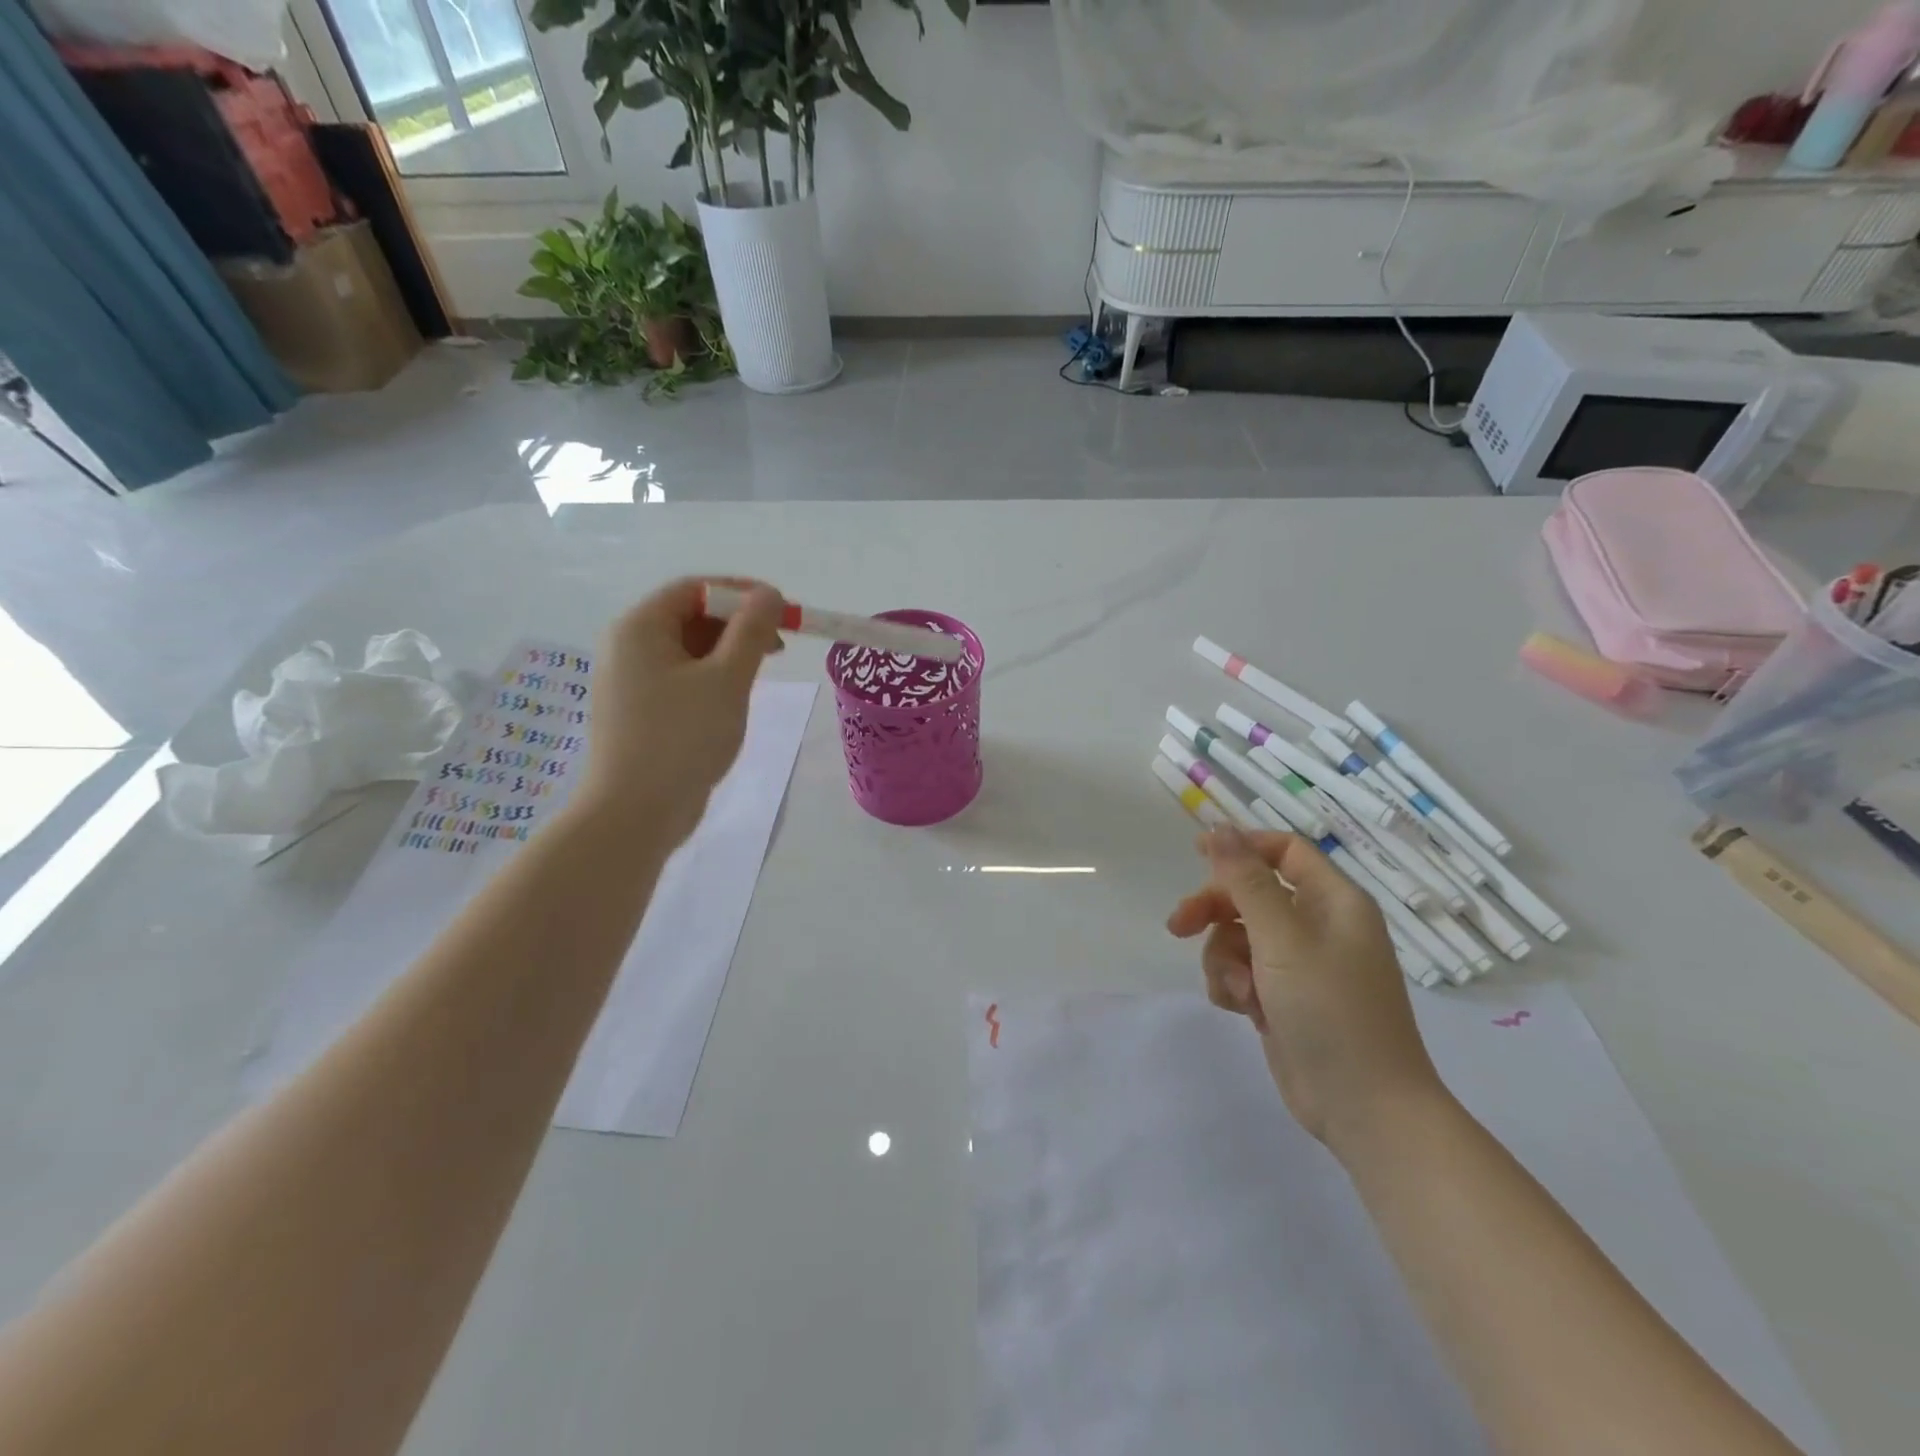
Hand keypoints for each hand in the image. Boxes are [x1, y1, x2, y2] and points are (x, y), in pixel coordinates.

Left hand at [574, 577, 784, 843]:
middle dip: (738, 624)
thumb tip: (769, 594)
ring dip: (728, 652)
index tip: (783, 608)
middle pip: (689, 617)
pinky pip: (680, 678)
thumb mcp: (727, 679)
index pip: (694, 589)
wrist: (635, 813)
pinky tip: (734, 698)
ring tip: (762, 672)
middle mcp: (627, 647)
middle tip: (779, 644)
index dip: (741, 592)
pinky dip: (711, 678)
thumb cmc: (682, 738)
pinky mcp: (638, 712)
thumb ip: (751, 631)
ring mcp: (629, 682)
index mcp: (640, 628)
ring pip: (687, 650)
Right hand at [1167, 826, 1446, 1153]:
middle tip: (1178, 925)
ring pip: (1238, 936)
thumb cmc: (1331, 1012)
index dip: (1241, 847)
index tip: (1196, 853)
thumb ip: (1246, 881)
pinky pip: (1242, 971)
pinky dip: (1233, 985)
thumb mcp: (1283, 939)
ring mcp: (1301, 965)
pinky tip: (1241, 1009)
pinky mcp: (1284, 997)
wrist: (1364, 1109)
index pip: (1284, 851)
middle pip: (1251, 894)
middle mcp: (1319, 926)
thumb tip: (1219, 827)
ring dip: (1225, 958)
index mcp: (1334, 902)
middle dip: (1214, 909)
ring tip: (1239, 992)